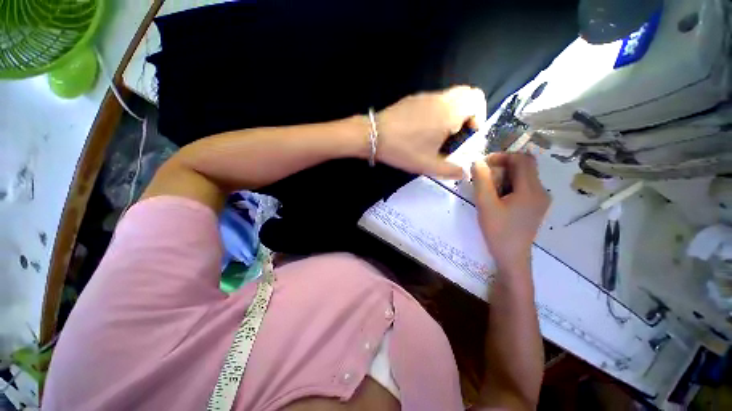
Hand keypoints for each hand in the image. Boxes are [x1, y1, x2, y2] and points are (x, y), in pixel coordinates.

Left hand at [375, 86, 485, 178]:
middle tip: (462, 131)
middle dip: (471, 110)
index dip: (480, 114)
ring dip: (456, 110)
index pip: (476, 98)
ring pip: (452, 95)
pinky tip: (428, 128)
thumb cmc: (403, 149)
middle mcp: (440, 99)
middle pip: (467, 92)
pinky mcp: (415, 97)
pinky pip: (438, 98)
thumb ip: (451, 170)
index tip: (470, 131)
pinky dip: (442, 109)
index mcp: (449, 111)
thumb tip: (464, 173)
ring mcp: (426, 96)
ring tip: (444, 132)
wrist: (373, 134)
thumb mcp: (429, 165)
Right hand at [471, 153, 550, 268]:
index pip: (521, 158)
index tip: (487, 166)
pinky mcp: (539, 206)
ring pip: (527, 175)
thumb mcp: (486, 206)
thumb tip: (478, 161)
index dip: (503, 157)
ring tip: (495, 191)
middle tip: (489, 179)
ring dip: (510, 176)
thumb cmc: (500, 234)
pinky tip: (505, 200)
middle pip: (525, 165)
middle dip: (506, 167)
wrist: (513, 260)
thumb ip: (482, 180)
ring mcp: (542, 199)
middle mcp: (541, 190)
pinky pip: (529, 186)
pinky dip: (516, 186)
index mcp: (530, 189)